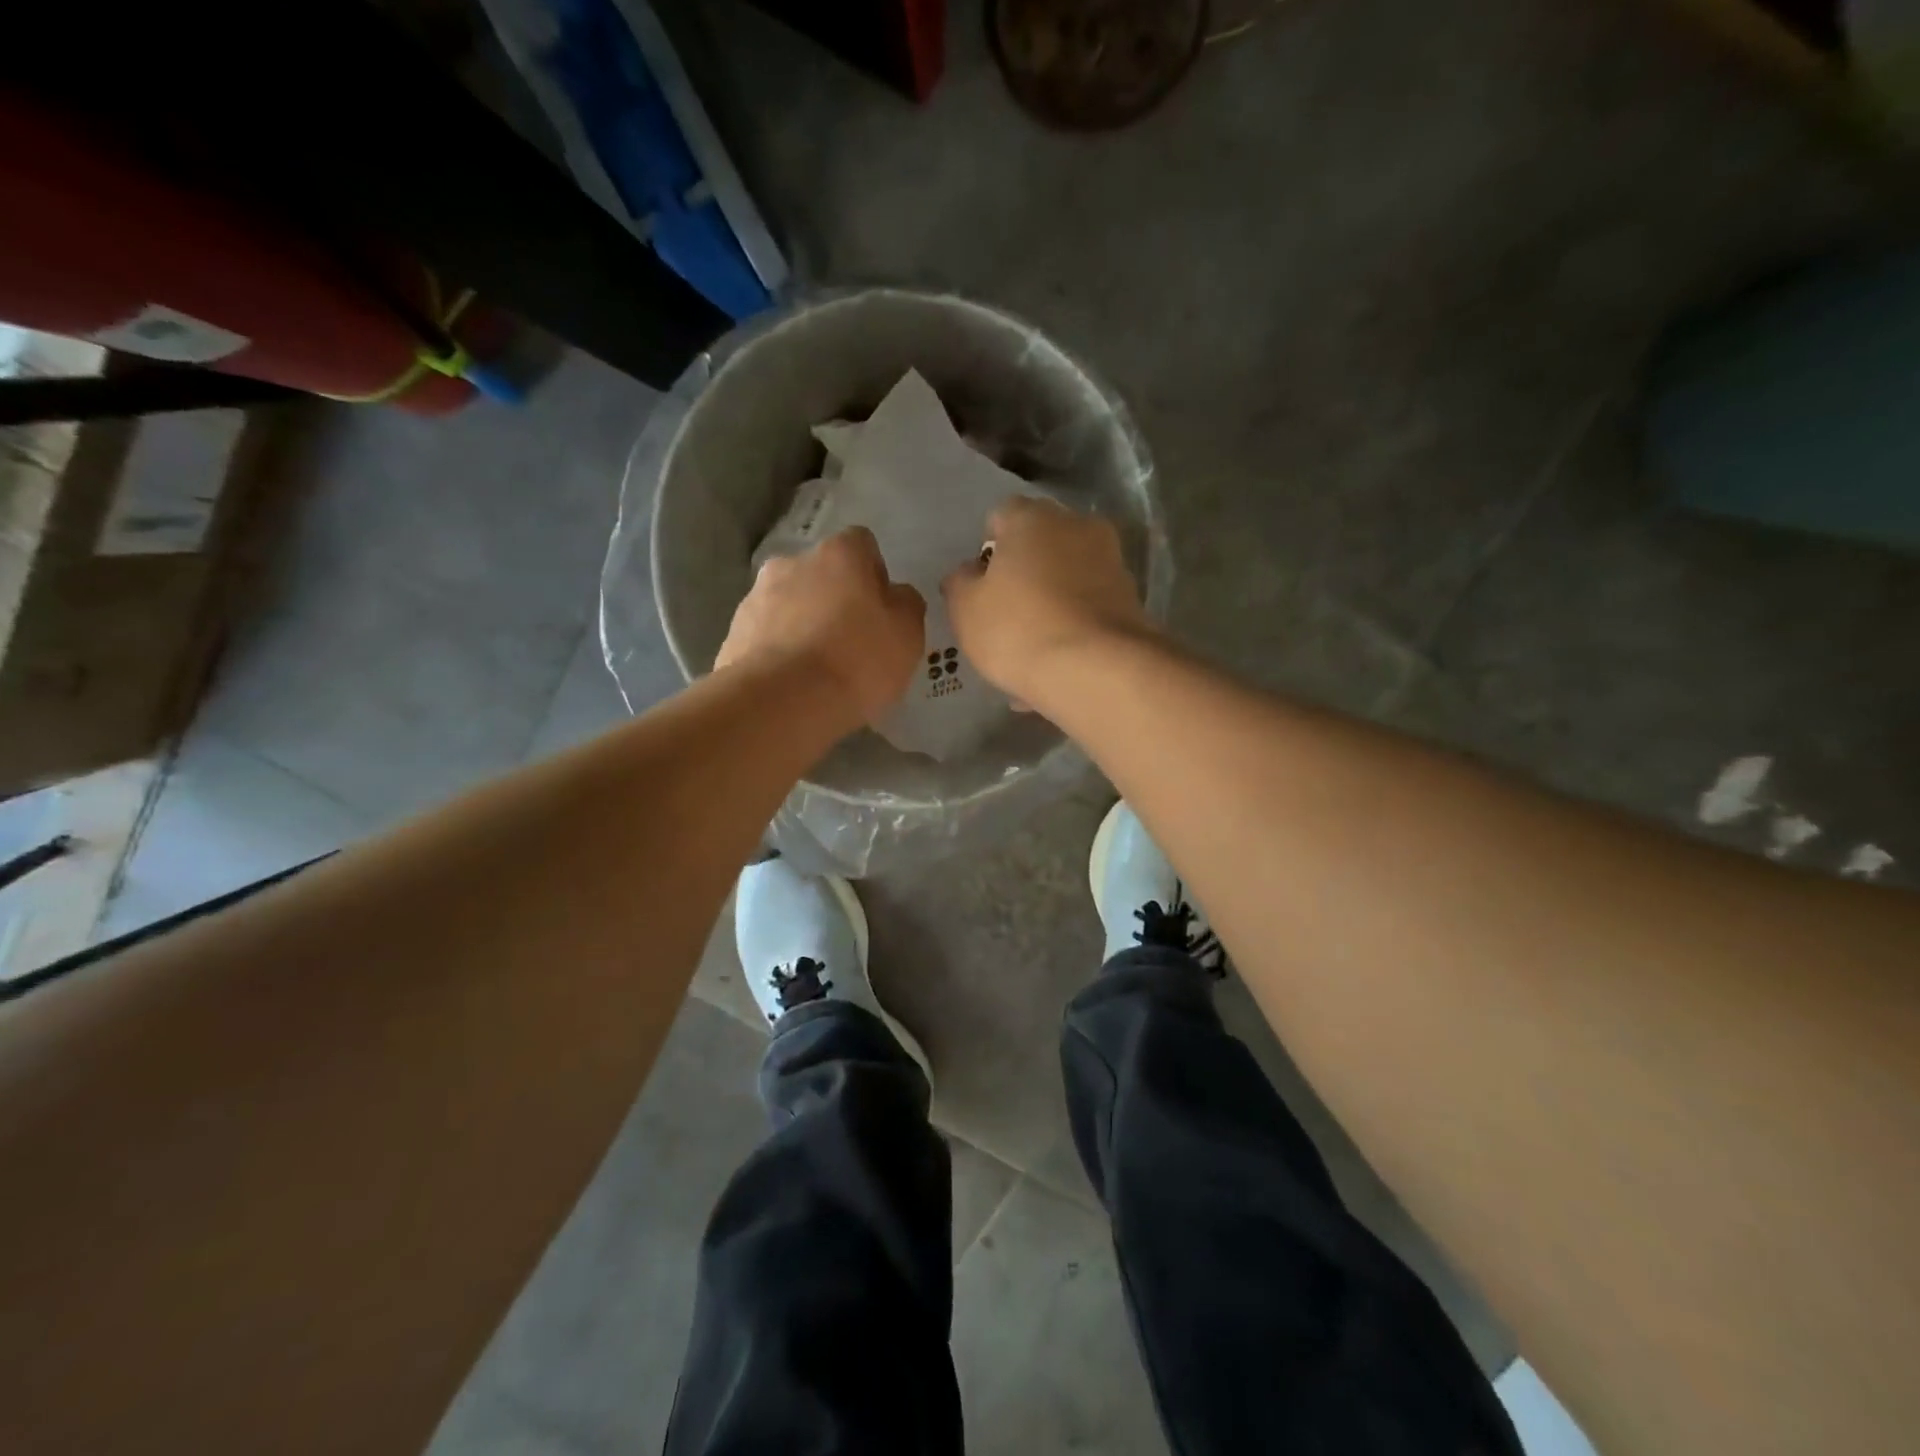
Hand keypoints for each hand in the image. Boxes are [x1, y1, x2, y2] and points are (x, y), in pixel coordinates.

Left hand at [716, 526, 926, 726]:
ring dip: (802, 624)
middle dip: (834, 599)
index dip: (874, 575)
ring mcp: (756, 597)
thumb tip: (894, 595)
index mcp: (839, 554)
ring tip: (817, 670)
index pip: (862, 545)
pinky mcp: (733, 634)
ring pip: (789, 604)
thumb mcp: (907, 634)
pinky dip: (779, 652)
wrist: (782, 702)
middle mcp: (792, 563)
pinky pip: (765, 636)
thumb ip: (905, 604)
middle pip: (820, 575)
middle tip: (850, 642)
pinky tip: (792, 684)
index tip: (880, 611)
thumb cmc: (857, 660)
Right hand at [942, 497, 1151, 705]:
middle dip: (1024, 575)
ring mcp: (1112, 563)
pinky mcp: (1132, 600)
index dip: (988, 550)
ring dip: (1051, 604)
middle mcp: (1078, 527)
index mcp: (1033, 518)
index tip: (982, 586)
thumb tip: (970, 572)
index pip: (1002, 516)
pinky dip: (1074, 629)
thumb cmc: (1019, 629)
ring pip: (1068, 580)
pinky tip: (1059, 666)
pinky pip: (1089, 610)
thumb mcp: (966, 609)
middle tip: (1007, 616)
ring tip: (1033, 652)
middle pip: (1041, 546)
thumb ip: (960, 583)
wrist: (1098, 671)